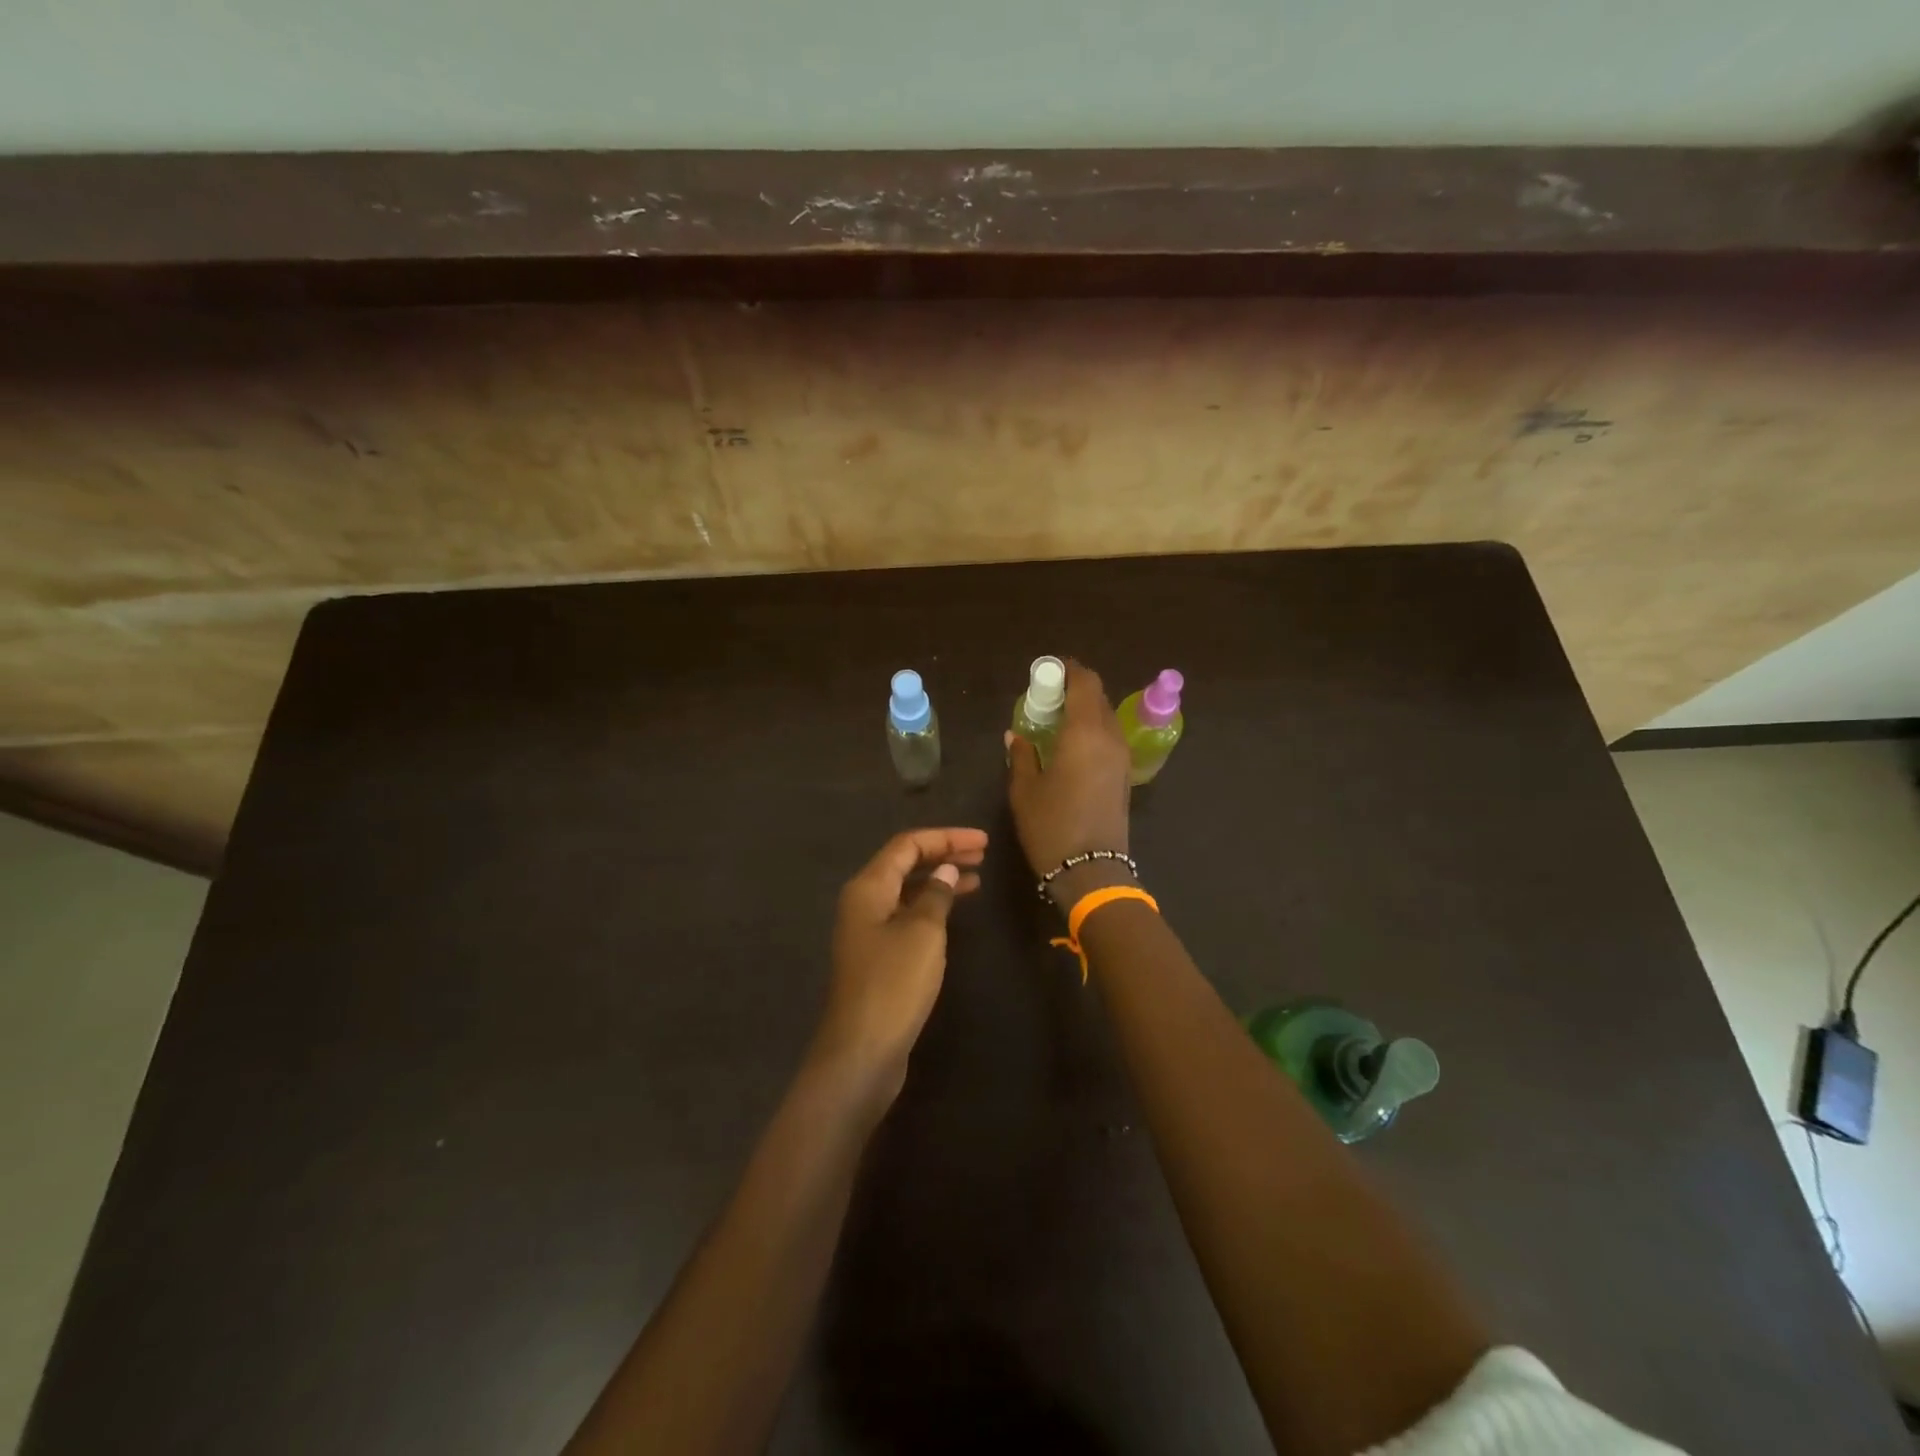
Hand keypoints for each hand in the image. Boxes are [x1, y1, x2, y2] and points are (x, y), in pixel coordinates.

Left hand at [813, 827, 987, 1108]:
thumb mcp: (923, 932)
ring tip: (977, 878)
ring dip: (939, 880)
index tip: (983, 842)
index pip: (907, 845)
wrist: (862, 1050)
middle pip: (905, 863)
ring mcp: (869, 929)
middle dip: (943, 854)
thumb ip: (936, 895)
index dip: (946, 838)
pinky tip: (954, 912)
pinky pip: (908, 914)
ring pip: (907, 890)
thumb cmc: (894, 983)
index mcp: (868, 887)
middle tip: (983, 854)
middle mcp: (864, 901)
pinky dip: (932, 906)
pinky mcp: (878, 955)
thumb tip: (945, 872)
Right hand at [1006, 660, 1131, 903]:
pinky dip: (1092, 729)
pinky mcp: (1124, 775)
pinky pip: (1109, 737)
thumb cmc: (1051, 826)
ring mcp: (1121, 757)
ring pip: (1106, 716)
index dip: (1068, 670)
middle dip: (1075, 688)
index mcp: (1084, 732)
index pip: (1084, 683)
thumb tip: (1016, 735)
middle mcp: (1109, 737)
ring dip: (1085, 709)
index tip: (1048, 670)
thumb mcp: (1025, 790)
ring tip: (1056, 719)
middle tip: (1047, 695)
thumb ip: (1022, 755)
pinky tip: (1070, 744)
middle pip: (1098, 696)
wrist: (1092, 871)